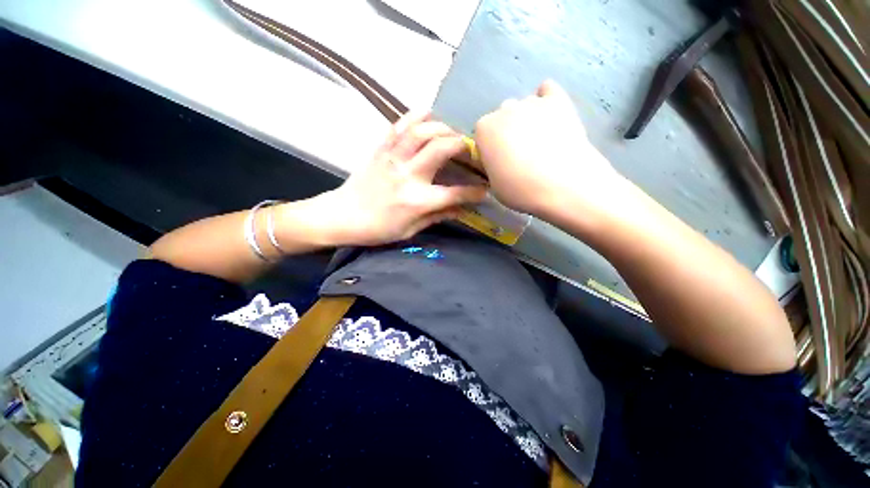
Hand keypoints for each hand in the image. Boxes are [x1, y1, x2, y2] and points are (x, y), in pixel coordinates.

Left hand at [301, 112, 486, 246]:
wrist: (342, 216)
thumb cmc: (377, 229)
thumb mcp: (409, 231)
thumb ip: (437, 217)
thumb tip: (461, 210)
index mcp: (417, 201)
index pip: (454, 193)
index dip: (474, 192)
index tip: (484, 190)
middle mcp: (408, 175)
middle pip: (441, 149)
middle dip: (462, 145)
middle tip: (470, 149)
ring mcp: (393, 158)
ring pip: (422, 131)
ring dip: (442, 127)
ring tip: (451, 132)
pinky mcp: (381, 150)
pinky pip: (399, 126)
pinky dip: (415, 116)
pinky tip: (427, 114)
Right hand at [474, 80, 623, 219]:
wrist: (562, 183)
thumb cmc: (520, 189)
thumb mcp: (493, 184)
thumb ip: (491, 165)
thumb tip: (498, 160)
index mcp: (484, 129)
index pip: (482, 135)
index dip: (489, 149)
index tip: (498, 163)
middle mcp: (504, 109)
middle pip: (501, 117)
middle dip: (506, 133)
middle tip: (518, 154)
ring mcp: (532, 102)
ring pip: (523, 106)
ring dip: (526, 119)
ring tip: (540, 140)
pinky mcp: (558, 100)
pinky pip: (547, 90)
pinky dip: (546, 100)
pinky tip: (550, 116)